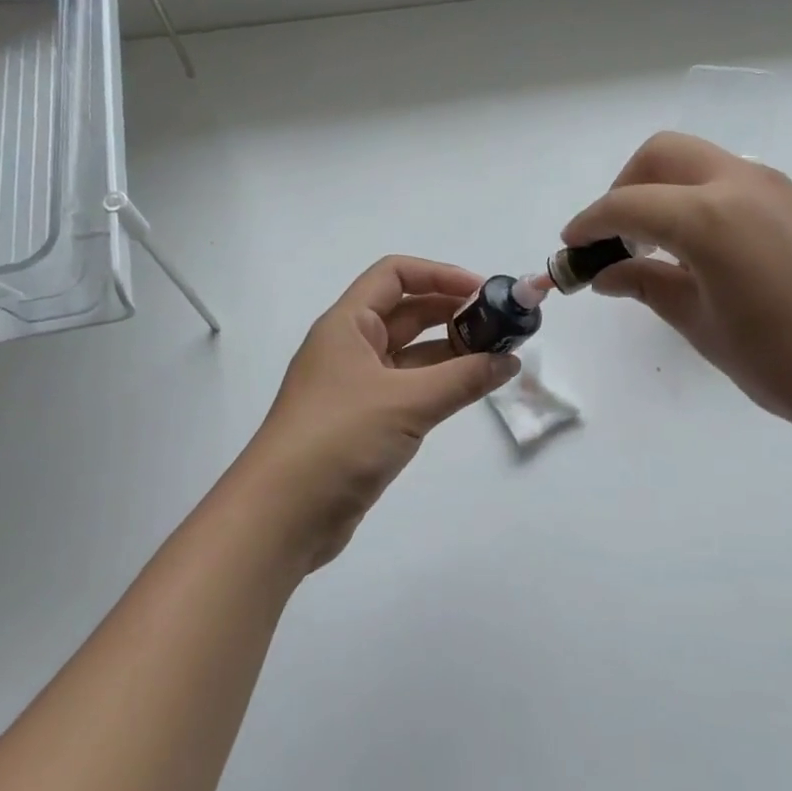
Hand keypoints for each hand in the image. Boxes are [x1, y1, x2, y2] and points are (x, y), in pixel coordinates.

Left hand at [240, 257, 519, 568]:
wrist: (282, 516)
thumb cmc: (339, 439)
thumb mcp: (406, 402)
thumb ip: (463, 379)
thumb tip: (510, 361)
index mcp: (347, 325)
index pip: (395, 274)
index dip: (440, 274)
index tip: (484, 291)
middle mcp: (350, 348)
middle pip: (407, 313)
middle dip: (453, 313)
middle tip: (502, 326)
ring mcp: (356, 387)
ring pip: (411, 355)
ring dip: (452, 352)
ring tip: (499, 357)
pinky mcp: (364, 422)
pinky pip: (409, 390)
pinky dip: (441, 386)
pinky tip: (473, 391)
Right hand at [562, 132, 791, 458]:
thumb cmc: (791, 363)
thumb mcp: (705, 328)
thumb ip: (650, 288)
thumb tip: (609, 274)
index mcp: (708, 215)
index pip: (626, 205)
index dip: (588, 225)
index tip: (570, 250)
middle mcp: (743, 184)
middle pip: (663, 155)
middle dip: (625, 187)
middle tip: (615, 240)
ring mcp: (781, 190)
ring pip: (703, 164)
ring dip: (667, 193)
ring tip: (658, 251)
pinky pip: (737, 185)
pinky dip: (703, 203)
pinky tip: (708, 256)